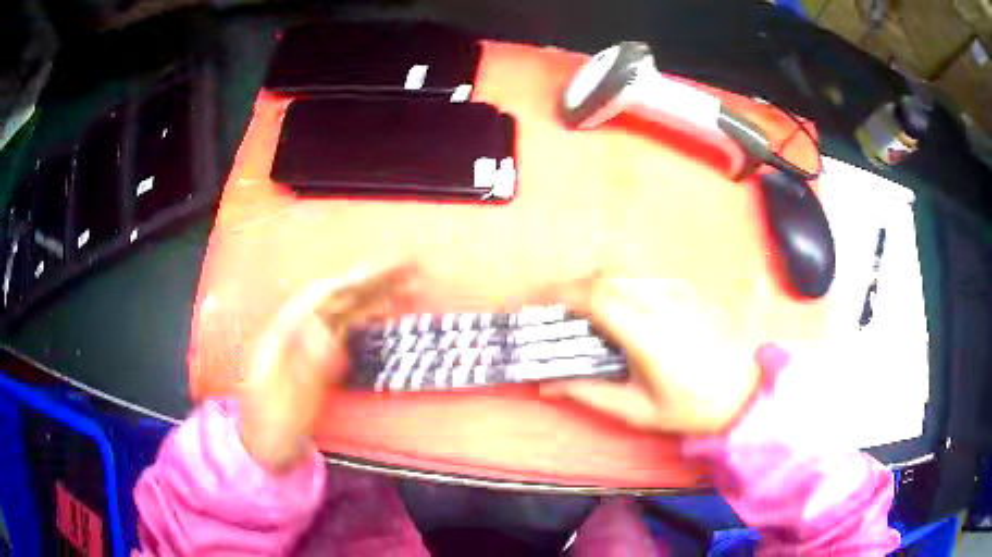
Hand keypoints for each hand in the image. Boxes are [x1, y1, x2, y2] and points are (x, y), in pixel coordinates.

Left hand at [239, 264, 415, 472]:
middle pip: (336, 298)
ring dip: (373, 294)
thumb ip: (304, 369)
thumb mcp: (283, 402)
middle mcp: (296, 330)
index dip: (354, 283)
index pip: (323, 299)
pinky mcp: (318, 357)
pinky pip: (346, 327)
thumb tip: (328, 336)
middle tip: (409, 269)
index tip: (385, 273)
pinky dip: (367, 314)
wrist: (264, 446)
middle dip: (371, 282)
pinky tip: (380, 310)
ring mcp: (307, 343)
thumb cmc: (272, 426)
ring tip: (405, 284)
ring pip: (343, 310)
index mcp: (284, 334)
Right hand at [540, 275, 760, 434]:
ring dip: (598, 280)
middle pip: (607, 273)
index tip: (538, 303)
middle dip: (575, 285)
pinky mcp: (690, 288)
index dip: (561, 293)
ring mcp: (679, 290)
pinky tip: (624, 304)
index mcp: (646, 333)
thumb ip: (590, 394)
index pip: (596, 296)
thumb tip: (547, 385)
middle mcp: (661, 301)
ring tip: (588, 307)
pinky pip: (647, 273)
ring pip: (627, 268)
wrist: (747, 392)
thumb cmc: (692, 407)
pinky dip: (623, 280)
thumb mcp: (638, 411)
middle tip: (559, 309)